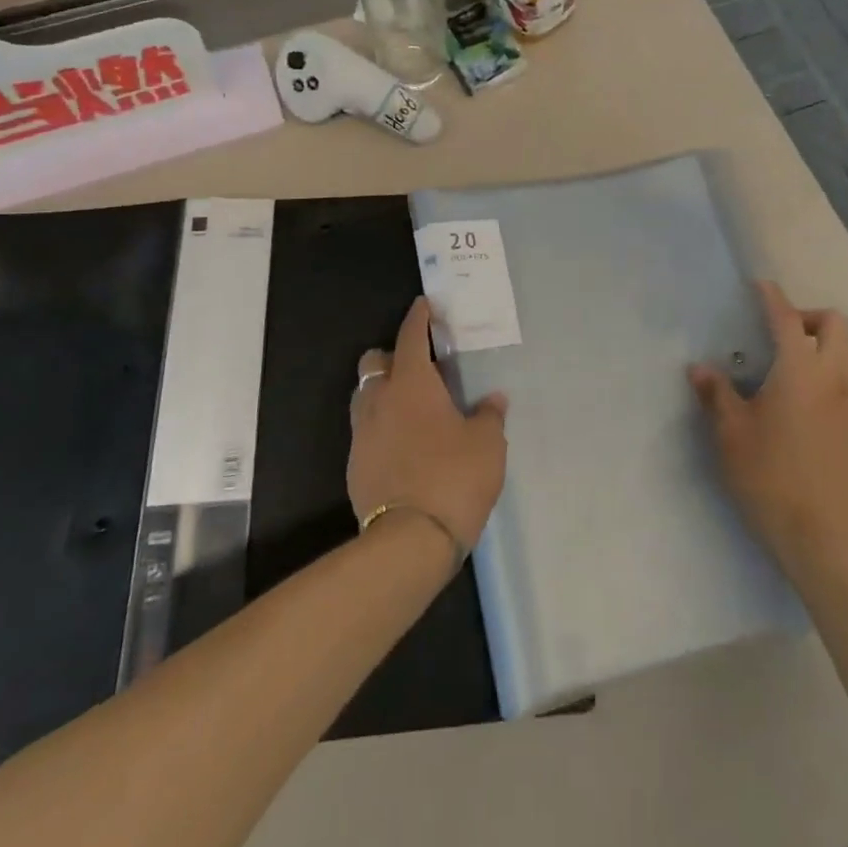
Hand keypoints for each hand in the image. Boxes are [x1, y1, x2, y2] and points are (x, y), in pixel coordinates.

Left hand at [347, 297, 508, 552]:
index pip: (410, 335)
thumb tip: (493, 400)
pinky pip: (366, 431)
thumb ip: (489, 416)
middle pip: (374, 362)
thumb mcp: (487, 444)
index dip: (418, 317)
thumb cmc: (454, 477)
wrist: (409, 541)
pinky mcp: (354, 466)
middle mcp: (380, 400)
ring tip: (411, 406)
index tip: (424, 305)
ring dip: (383, 391)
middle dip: (391, 355)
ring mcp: (362, 434)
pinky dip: (381, 427)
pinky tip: (403, 445)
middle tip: (419, 366)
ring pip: (365, 396)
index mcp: (412, 383)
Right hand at [690, 281, 847, 570]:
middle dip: (809, 318)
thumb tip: (700, 369)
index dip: (773, 298)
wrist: (820, 535)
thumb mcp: (730, 433)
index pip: (787, 319)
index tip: (761, 287)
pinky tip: (812, 408)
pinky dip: (835, 378)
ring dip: (826, 347)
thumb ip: (717, 394)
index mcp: (800, 371)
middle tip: (782, 335)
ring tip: (796, 369)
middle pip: (836, 325)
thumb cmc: (768, 476)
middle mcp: (836, 378)